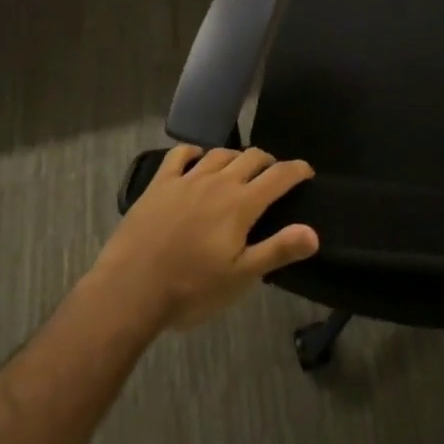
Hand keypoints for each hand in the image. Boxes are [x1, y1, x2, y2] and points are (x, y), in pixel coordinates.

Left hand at [91, 145, 318, 330]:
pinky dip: (193, 153)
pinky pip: (180, 155)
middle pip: (251, 157)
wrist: (129, 291)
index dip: (297, 170)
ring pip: (219, 154)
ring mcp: (186, 180)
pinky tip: (196, 160)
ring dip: (235, 157)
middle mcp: (218, 182)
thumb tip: (314, 232)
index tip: (306, 172)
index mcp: (241, 204)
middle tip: (272, 175)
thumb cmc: (190, 289)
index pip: (278, 176)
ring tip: (238, 169)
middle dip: (268, 162)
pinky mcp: (159, 184)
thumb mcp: (240, 278)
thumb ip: (278, 250)